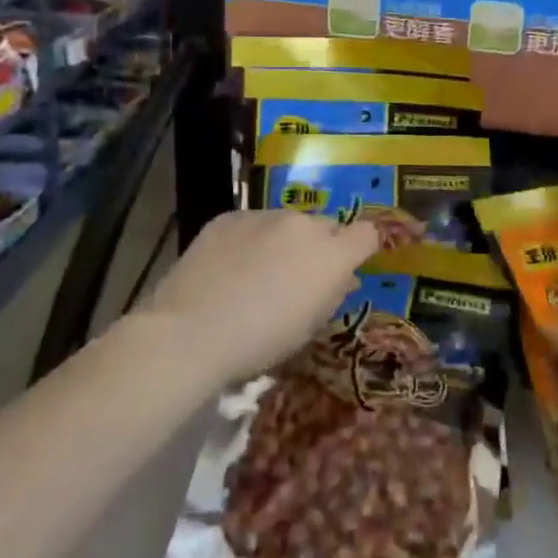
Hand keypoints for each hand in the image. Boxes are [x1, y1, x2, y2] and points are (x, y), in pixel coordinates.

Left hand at [145, 209, 379, 384]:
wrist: (191, 331)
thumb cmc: (261, 341)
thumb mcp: (308, 327)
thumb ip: (332, 295)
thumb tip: (344, 279)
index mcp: (332, 254)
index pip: (367, 233)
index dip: (360, 248)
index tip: (347, 268)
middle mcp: (303, 224)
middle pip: (325, 226)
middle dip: (318, 247)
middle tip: (297, 278)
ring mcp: (264, 215)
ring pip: (286, 223)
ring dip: (282, 241)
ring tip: (256, 273)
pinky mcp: (229, 217)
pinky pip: (251, 223)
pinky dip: (248, 240)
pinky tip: (228, 267)